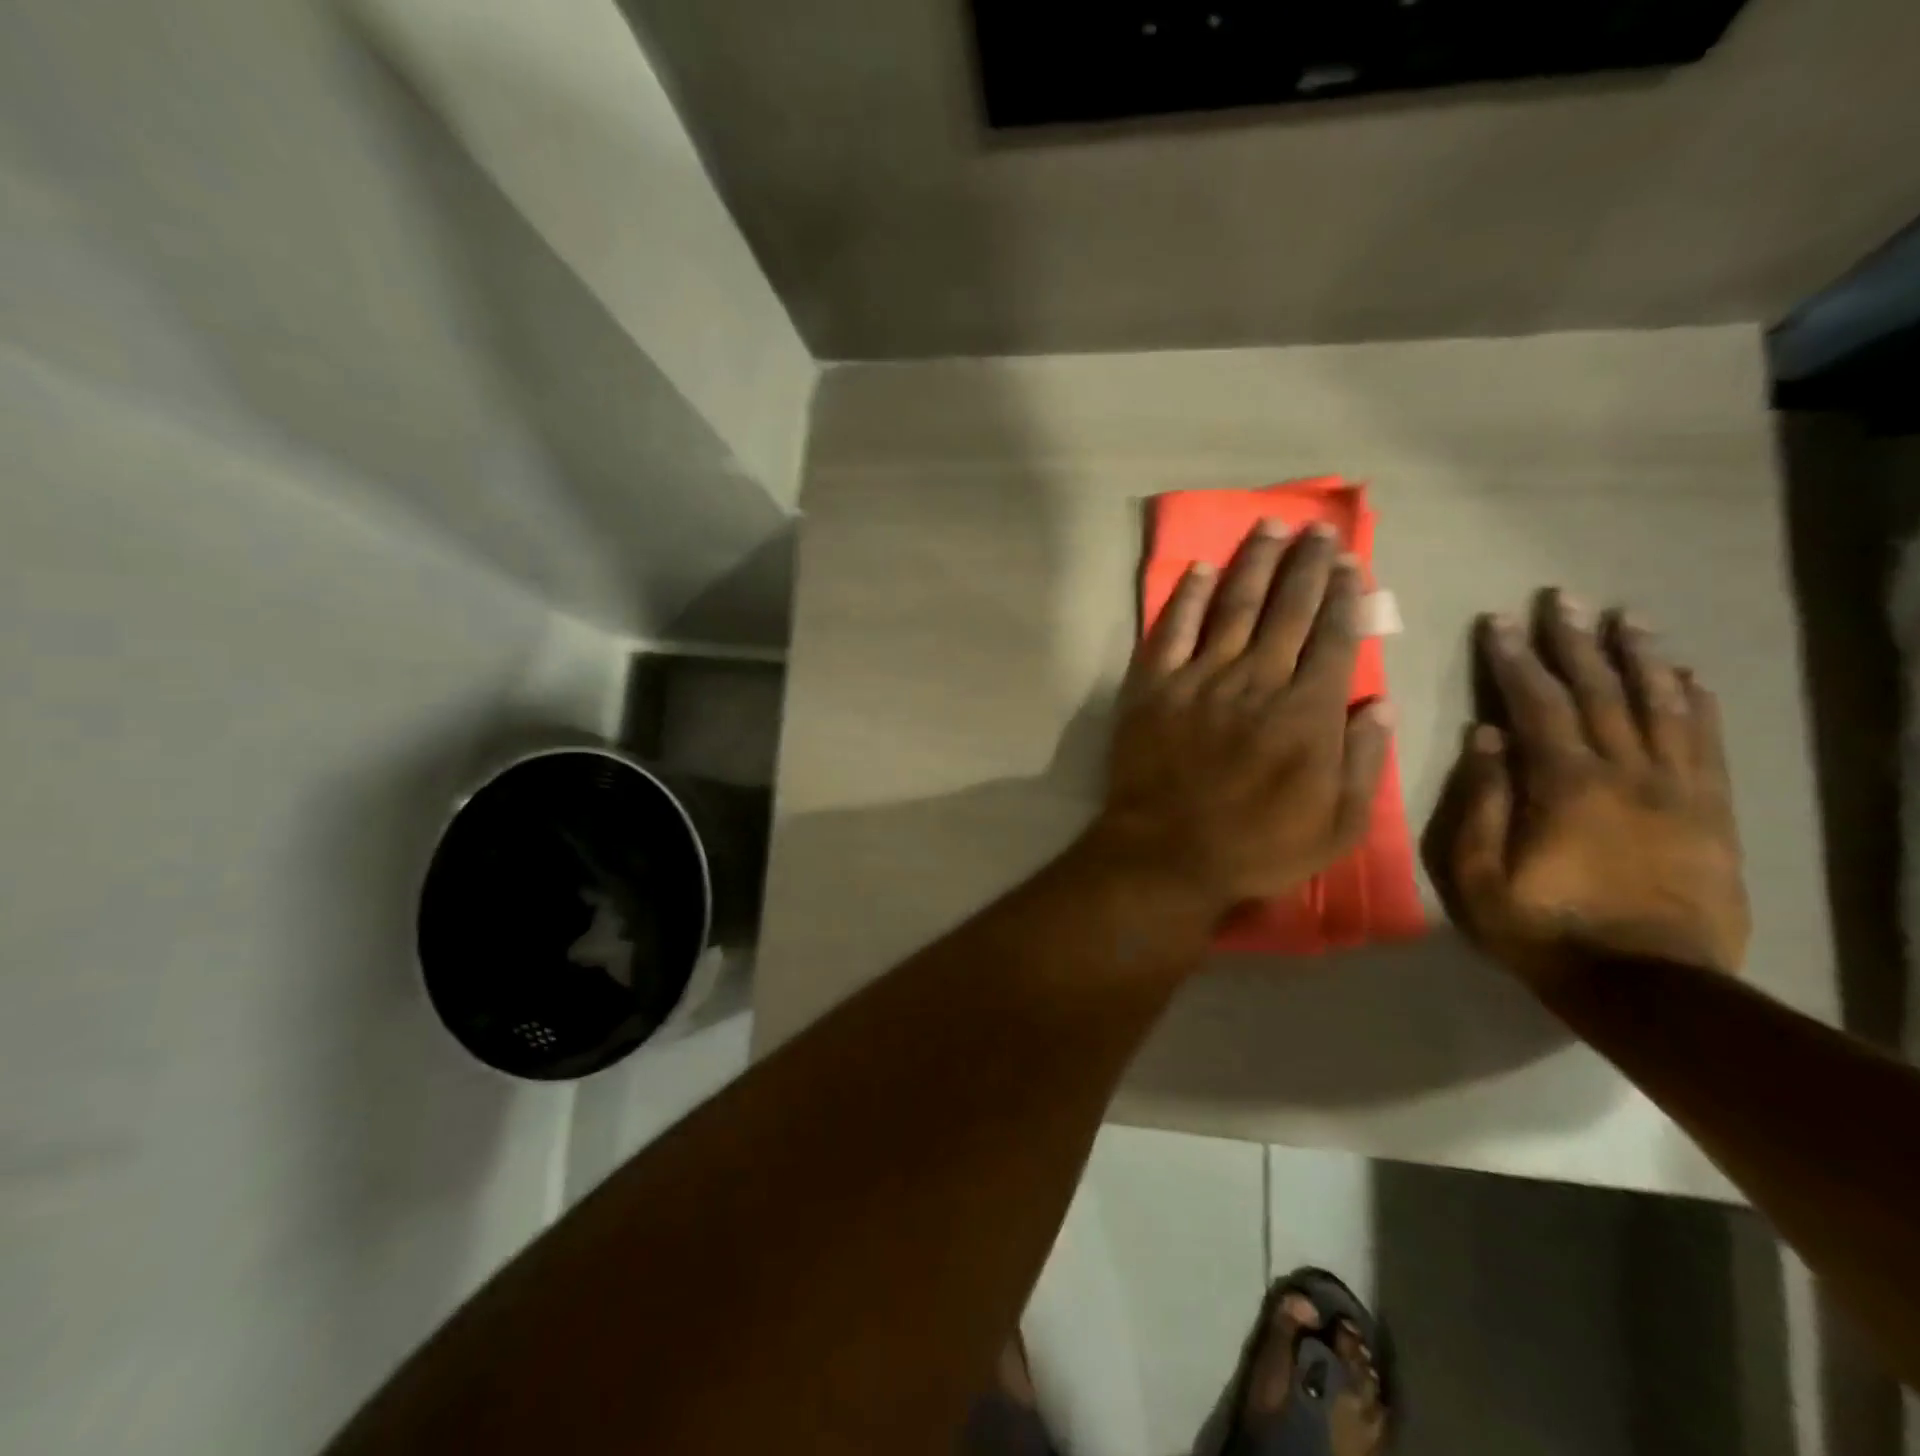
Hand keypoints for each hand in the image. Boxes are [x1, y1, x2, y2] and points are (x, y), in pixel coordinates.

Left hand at [1091, 519, 1390, 924]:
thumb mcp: (1337, 826)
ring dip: (1254, 563)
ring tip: (1270, 527)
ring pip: (1233, 607)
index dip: (1344, 596)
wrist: (1166, 855)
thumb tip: (1380, 703)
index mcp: (1307, 713)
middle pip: (1287, 610)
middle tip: (1317, 529)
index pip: (1333, 638)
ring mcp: (1200, 680)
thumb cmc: (1257, 849)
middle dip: (1306, 565)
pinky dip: (1185, 598)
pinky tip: (1199, 570)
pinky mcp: (1153, 687)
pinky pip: (1171, 631)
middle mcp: (1256, 682)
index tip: (1350, 562)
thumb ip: (1363, 762)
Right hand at [1433, 592, 1749, 981]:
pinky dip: (1695, 704)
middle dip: (1577, 642)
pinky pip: (1705, 744)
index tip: (1501, 622)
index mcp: (1565, 786)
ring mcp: (1676, 790)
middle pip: (1601, 692)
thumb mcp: (1479, 875)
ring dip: (1641, 658)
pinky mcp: (1711, 812)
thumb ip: (1480, 802)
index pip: (1537, 705)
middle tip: (1564, 599)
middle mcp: (1626, 773)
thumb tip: (1485, 735)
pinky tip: (1686, 677)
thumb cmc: (1542, 928)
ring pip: (1660, 707)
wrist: (1646, 985)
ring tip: (1628, 619)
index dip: (1516, 659)